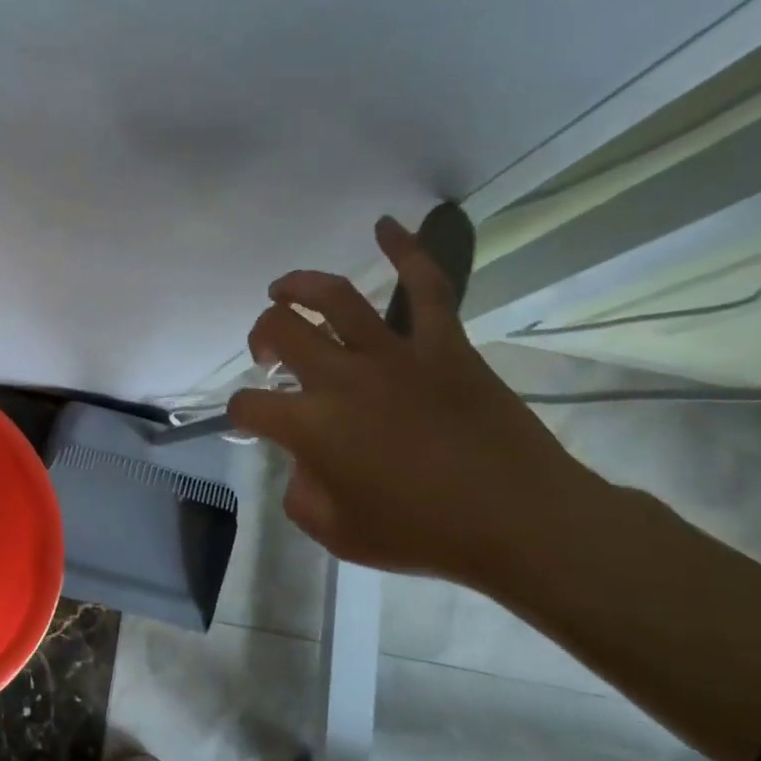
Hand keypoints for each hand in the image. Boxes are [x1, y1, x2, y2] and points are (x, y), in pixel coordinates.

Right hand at [227, 216, 601, 588]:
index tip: (252, 423)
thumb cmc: (423, 534)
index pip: (249, 405)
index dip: (240, 413)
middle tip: (268, 354)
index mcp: (311, 426)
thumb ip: (300, 496)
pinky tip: (386, 226)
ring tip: (283, 288)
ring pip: (334, 297)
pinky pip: (426, 287)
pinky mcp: (443, 345)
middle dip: (261, 337)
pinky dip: (406, 251)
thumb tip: (301, 466)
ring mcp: (394, 354)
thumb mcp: (338, 534)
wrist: (520, 521)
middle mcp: (342, 378)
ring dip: (298, 285)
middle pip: (280, 331)